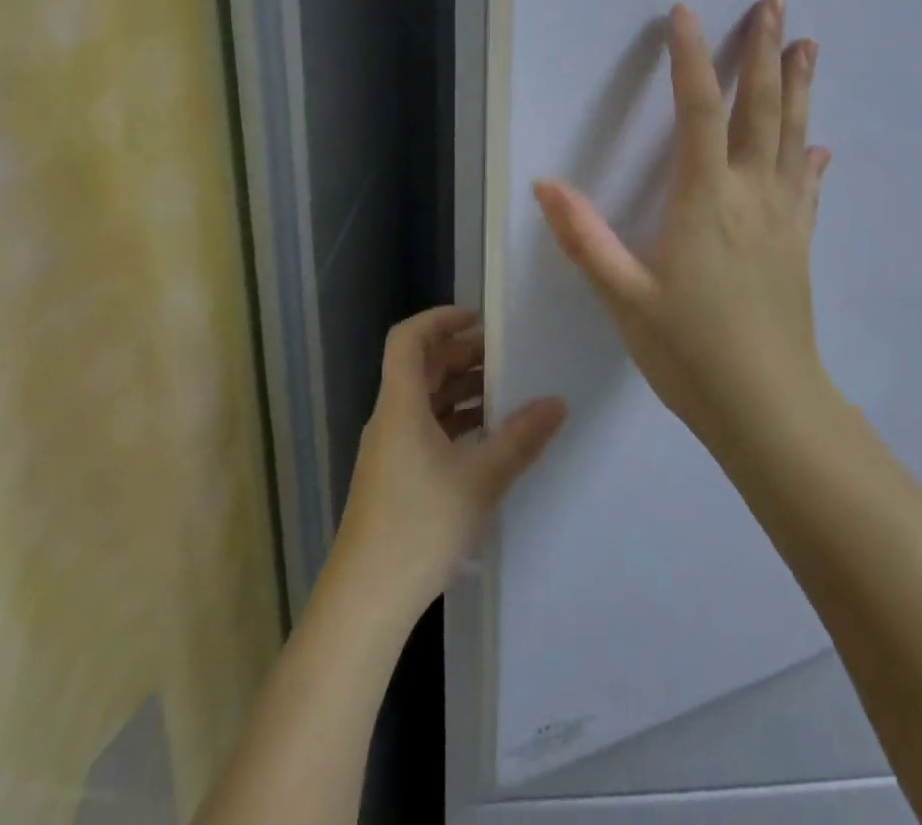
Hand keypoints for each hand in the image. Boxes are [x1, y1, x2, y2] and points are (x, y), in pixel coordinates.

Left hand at [333, 306, 567, 618]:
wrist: (365, 602)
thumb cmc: (419, 527)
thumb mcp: (480, 480)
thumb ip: (520, 439)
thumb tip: (557, 403)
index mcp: (401, 406)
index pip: (408, 339)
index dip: (439, 319)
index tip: (478, 319)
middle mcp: (390, 419)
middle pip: (421, 367)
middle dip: (461, 354)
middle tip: (505, 356)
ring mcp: (389, 450)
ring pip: (424, 400)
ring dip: (461, 389)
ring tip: (505, 392)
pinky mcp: (393, 477)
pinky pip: (425, 428)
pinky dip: (454, 420)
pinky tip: (487, 438)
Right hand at [533, 0, 831, 443]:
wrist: (769, 408)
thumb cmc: (691, 352)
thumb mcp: (624, 297)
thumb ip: (585, 238)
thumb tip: (544, 184)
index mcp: (705, 198)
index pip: (698, 110)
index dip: (691, 57)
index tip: (686, 14)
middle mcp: (751, 194)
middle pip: (761, 108)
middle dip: (765, 52)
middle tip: (775, 4)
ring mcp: (783, 218)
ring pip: (793, 136)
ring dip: (799, 88)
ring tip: (808, 46)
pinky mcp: (799, 245)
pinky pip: (807, 187)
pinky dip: (810, 158)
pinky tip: (818, 146)